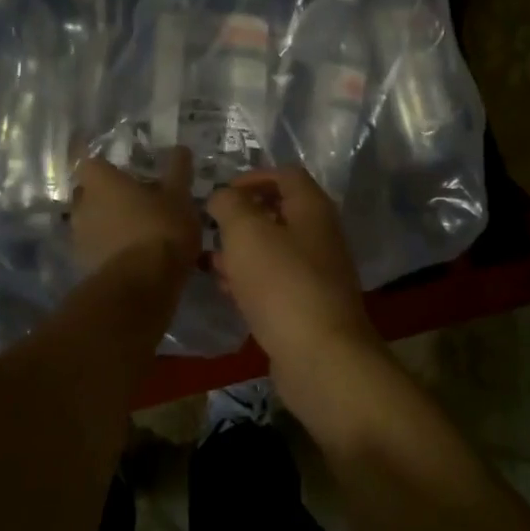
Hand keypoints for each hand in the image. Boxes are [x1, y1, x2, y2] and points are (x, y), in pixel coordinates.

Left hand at [71, 149, 200, 274]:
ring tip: (135, 228)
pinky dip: (109, 247)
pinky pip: (96, 247)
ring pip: (91, 221)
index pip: (88, 161)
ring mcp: (79, 237)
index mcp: (100, 182)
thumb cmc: (160, 229)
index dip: (102, 163)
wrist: (142, 285)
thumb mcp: (179, 196)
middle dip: (106, 194)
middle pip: (88, 192)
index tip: (119, 168)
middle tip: (133, 198)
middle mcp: (82, 205)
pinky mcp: (84, 264)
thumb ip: (178, 170)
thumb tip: (180, 148)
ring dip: (107, 222)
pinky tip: (131, 253)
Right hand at [206, 169, 381, 379]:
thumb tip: (222, 196)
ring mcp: (317, 274)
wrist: (319, 355)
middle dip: (242, 219)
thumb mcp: (246, 232)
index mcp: (312, 209)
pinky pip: (275, 282)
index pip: (286, 175)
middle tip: (211, 230)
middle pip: (279, 213)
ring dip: (242, 252)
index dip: (252, 178)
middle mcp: (320, 236)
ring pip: (274, 251)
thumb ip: (229, 205)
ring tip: (209, 262)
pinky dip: (250, 281)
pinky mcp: (308, 306)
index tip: (221, 194)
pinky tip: (226, 291)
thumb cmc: (281, 283)